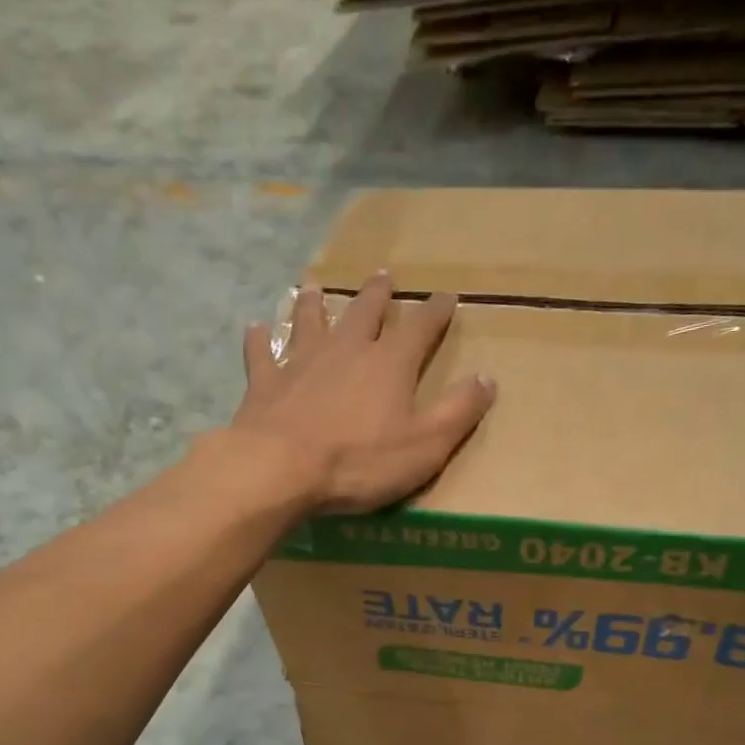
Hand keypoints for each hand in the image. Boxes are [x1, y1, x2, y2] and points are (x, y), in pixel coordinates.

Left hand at [233, 273, 495, 513]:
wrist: (281, 468)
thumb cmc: (359, 461)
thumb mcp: (425, 445)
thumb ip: (458, 411)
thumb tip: (488, 378)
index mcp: (390, 364)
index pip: (421, 327)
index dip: (436, 311)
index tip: (448, 296)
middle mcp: (347, 349)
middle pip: (365, 312)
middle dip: (378, 294)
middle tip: (382, 276)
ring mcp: (302, 361)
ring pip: (311, 321)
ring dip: (316, 303)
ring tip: (316, 286)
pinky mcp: (266, 382)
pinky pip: (263, 353)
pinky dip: (260, 339)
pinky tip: (256, 328)